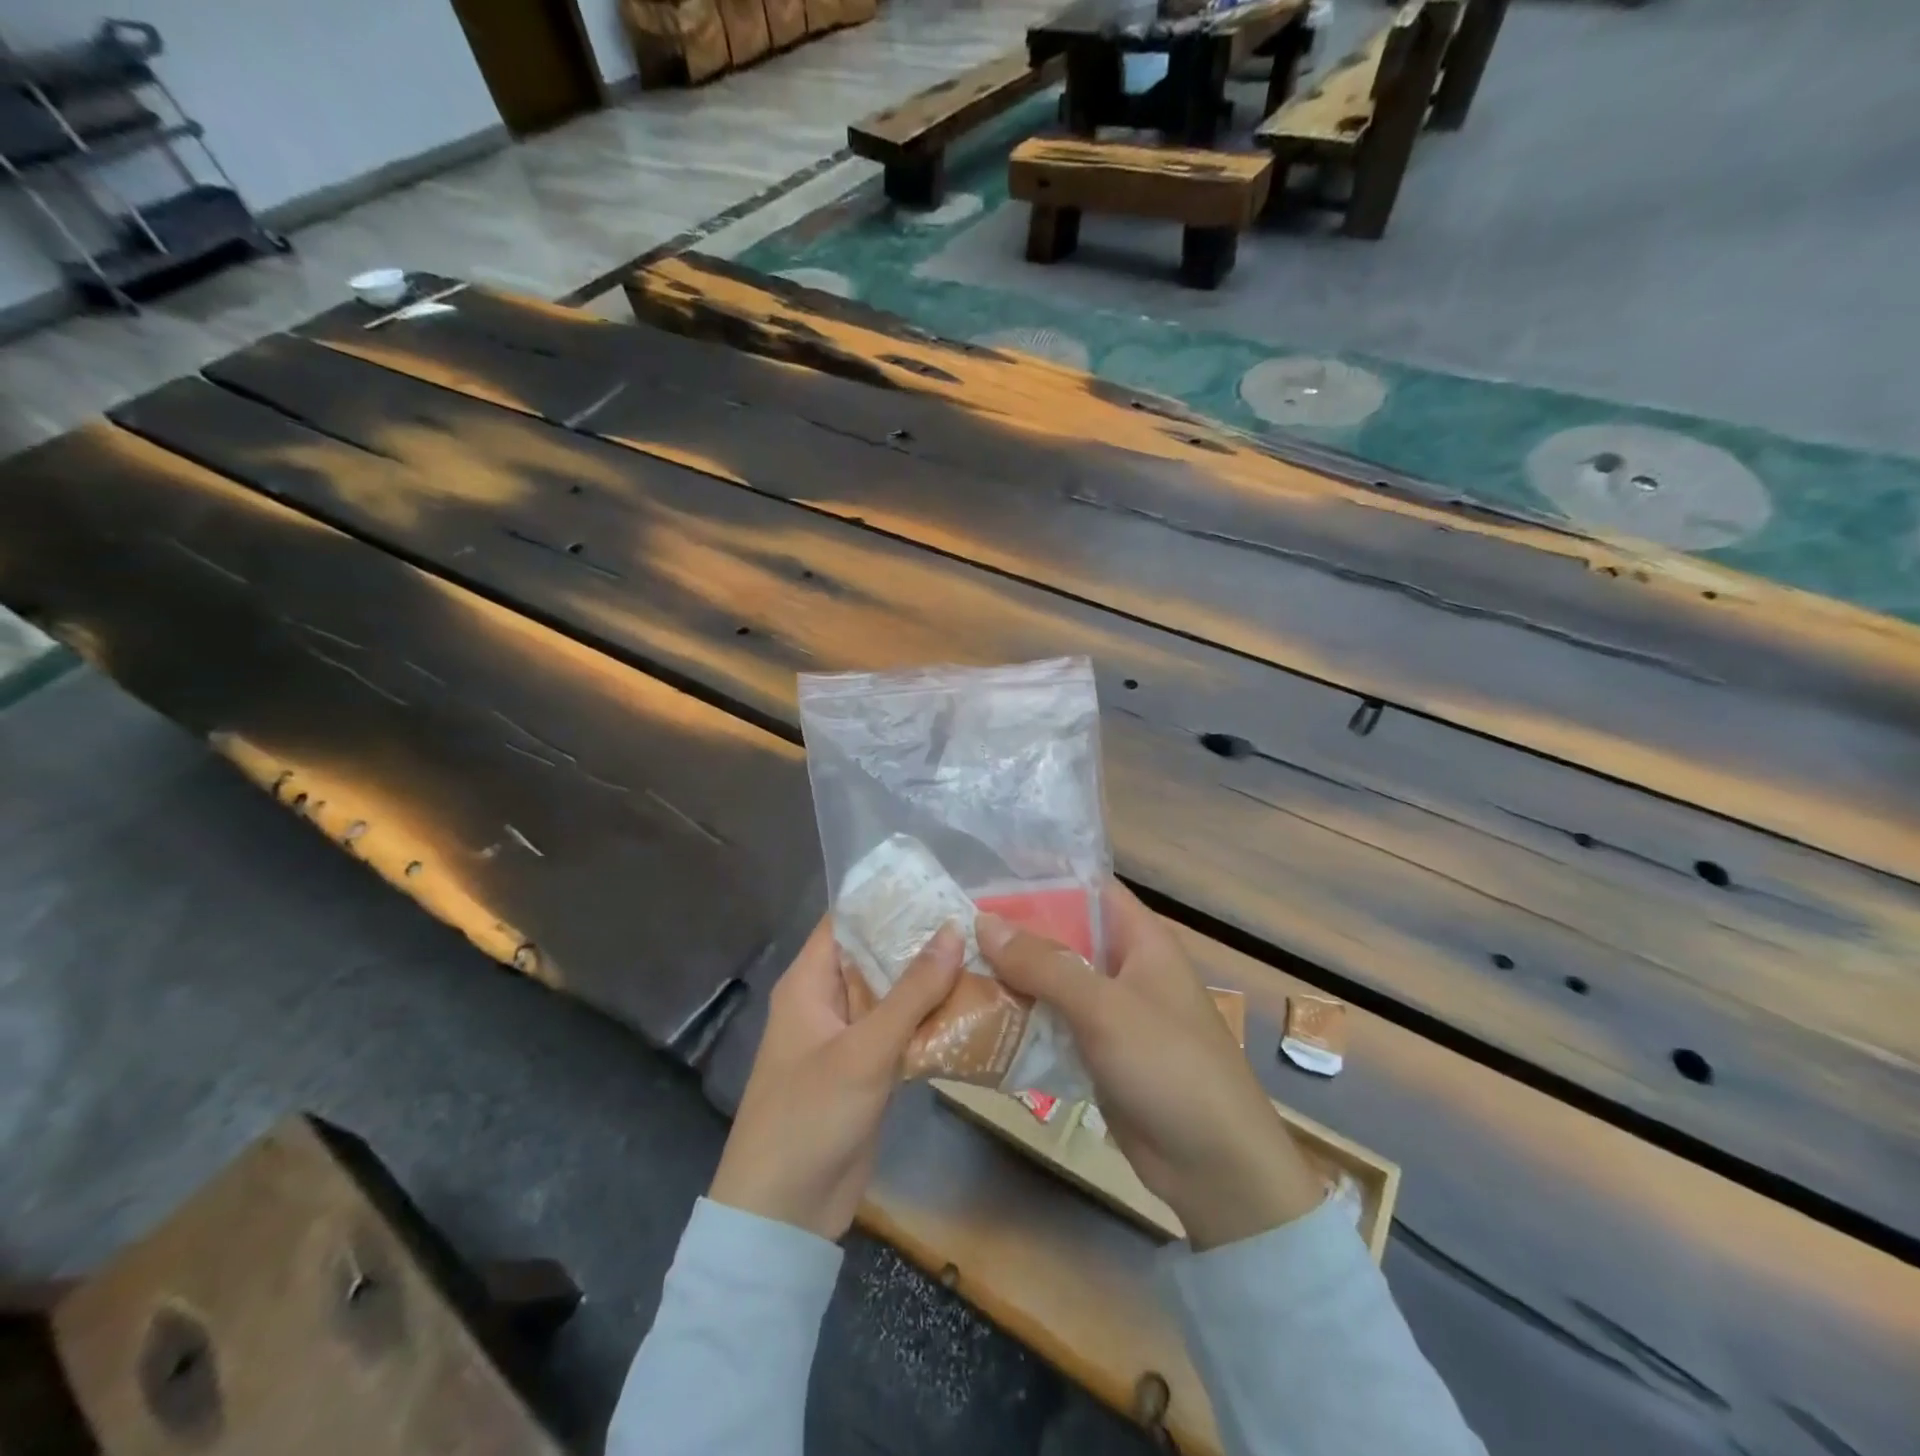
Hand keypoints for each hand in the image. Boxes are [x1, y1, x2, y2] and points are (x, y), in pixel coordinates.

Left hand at [709, 917, 964, 1240]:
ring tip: (987, 953)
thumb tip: (954, 930)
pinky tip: (975, 1007)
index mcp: (810, 982)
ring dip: (932, 980)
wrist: (784, 1215)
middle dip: (921, 939)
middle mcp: (829, 1000)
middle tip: (977, 916)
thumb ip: (912, 992)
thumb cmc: (810, 1116)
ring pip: (894, 994)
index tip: (938, 882)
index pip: (848, 920)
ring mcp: (850, 1036)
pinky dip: (932, 1020)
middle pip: (877, 955)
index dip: (888, 899)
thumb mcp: (864, 1050)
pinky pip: (902, 1031)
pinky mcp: (869, 1069)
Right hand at [977, 885, 1322, 1249]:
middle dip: (1015, 930)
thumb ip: (1044, 964)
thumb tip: (984, 921)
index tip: (988, 871)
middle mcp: (1124, 967)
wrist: (1215, 1166)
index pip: (1088, 887)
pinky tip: (979, 1016)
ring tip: (953, 965)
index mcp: (1140, 939)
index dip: (1043, 876)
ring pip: (1054, 981)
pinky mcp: (1098, 1053)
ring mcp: (1111, 1013)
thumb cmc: (1169, 1065)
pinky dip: (1023, 1019)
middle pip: (1064, 935)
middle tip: (955, 923)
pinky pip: (1054, 1023)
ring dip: (1013, 977)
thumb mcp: (1104, 1007)